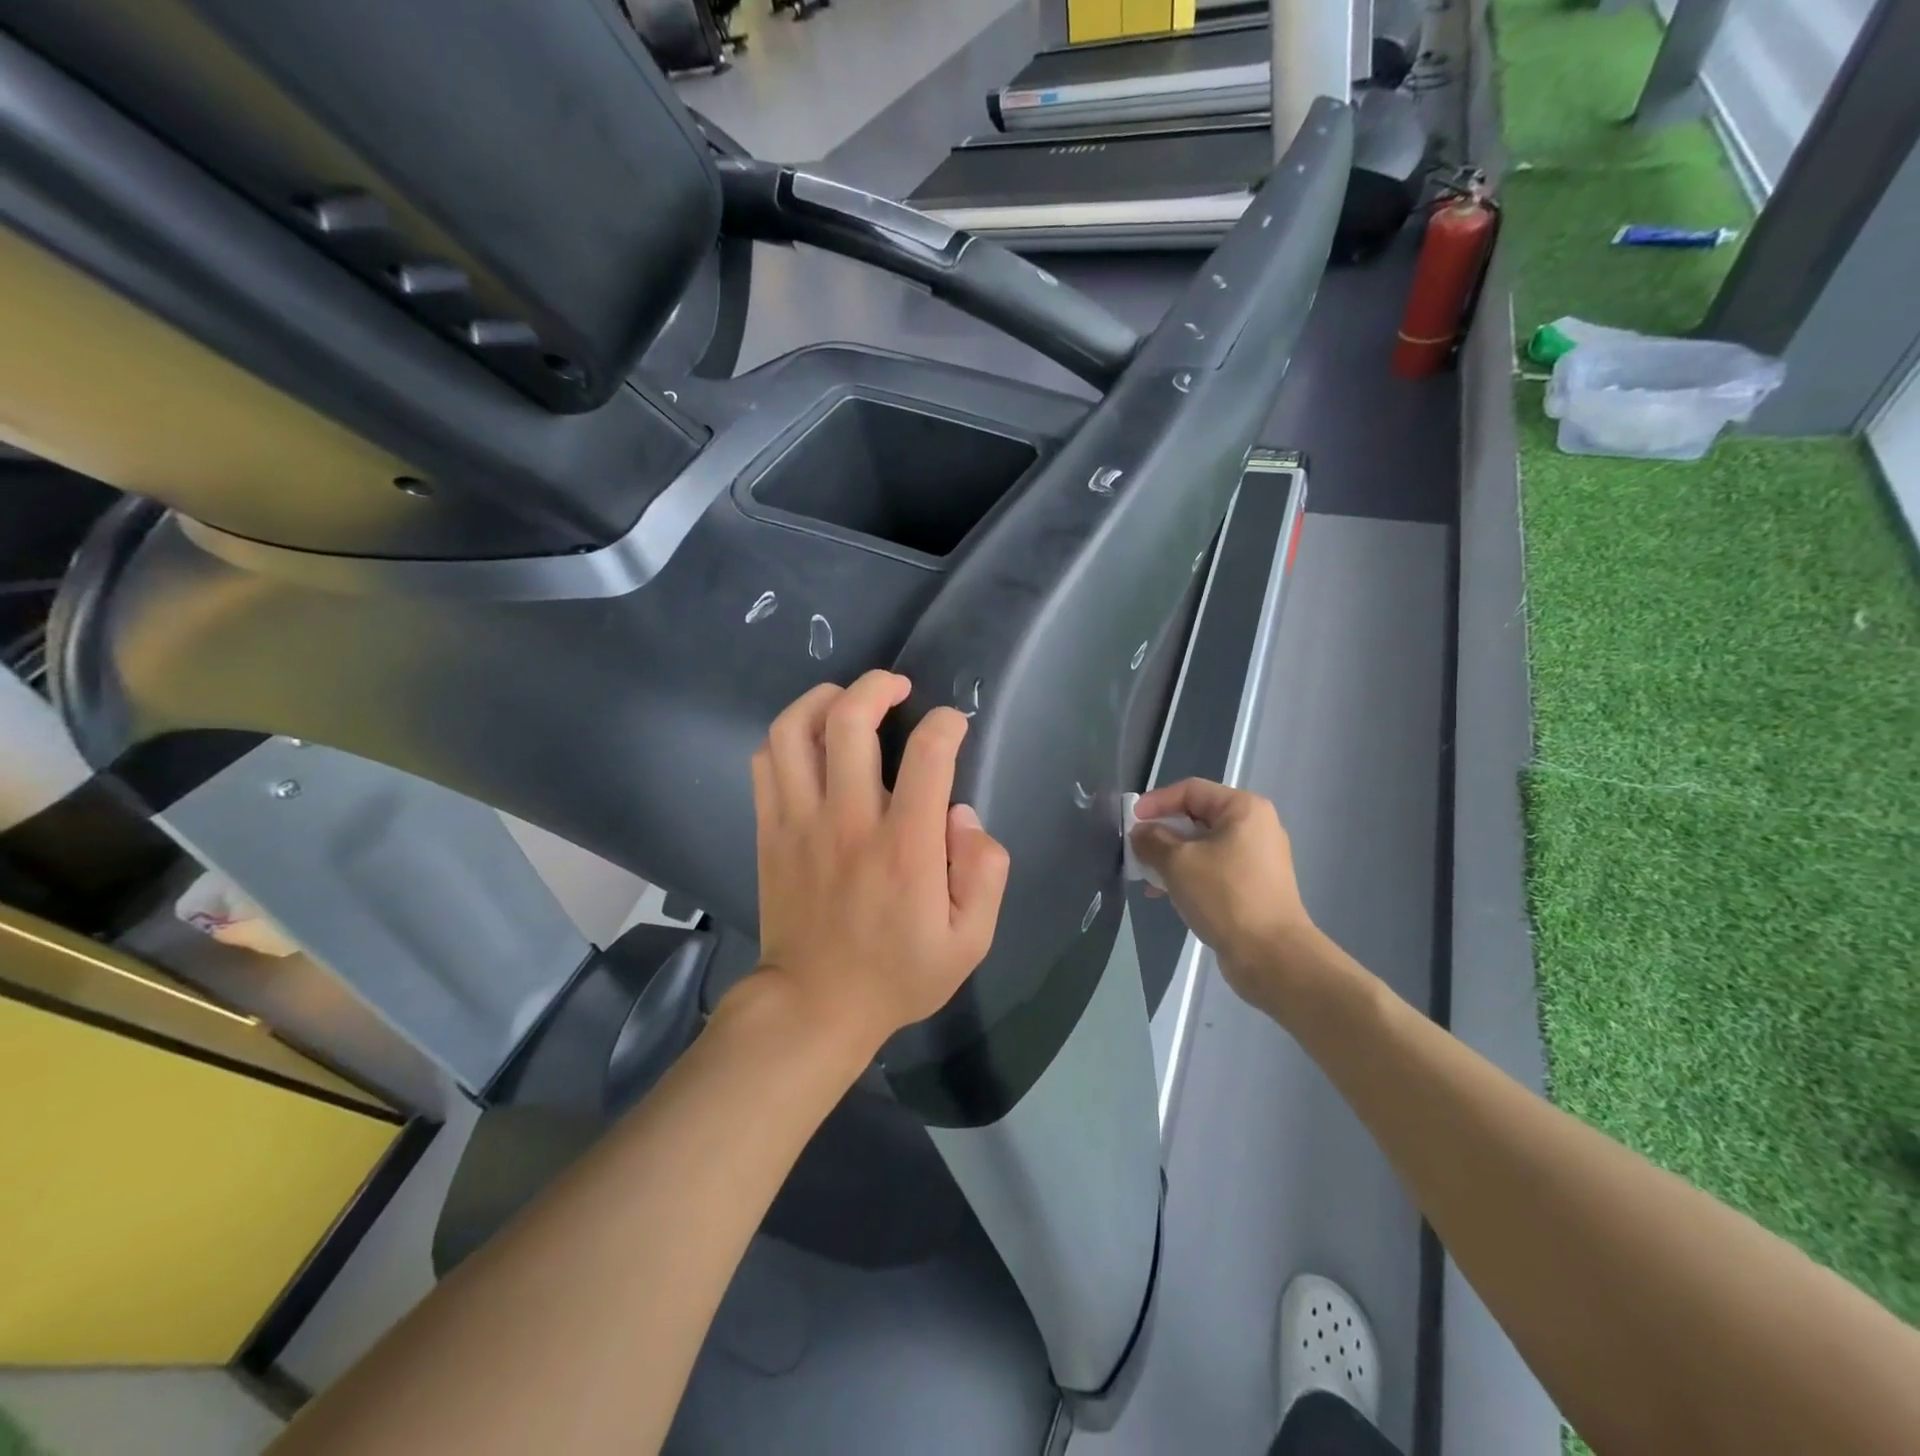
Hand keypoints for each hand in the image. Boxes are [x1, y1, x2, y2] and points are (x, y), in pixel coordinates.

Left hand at [748, 670, 1011, 1059]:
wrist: (814, 1006)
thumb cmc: (898, 974)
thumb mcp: (970, 942)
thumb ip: (984, 873)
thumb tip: (964, 815)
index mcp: (905, 848)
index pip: (928, 756)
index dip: (946, 724)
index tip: (953, 725)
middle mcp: (848, 822)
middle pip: (849, 722)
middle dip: (878, 686)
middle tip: (898, 687)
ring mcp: (800, 823)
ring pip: (794, 731)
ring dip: (823, 699)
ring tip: (848, 700)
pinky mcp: (771, 831)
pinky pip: (766, 762)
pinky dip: (787, 735)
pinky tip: (811, 739)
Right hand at [1129, 778, 1316, 1010]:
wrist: (1271, 955)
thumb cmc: (1225, 896)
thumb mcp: (1178, 863)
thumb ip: (1152, 840)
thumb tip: (1141, 833)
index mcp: (1243, 809)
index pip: (1191, 790)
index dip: (1156, 801)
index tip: (1130, 821)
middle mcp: (1255, 826)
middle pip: (1197, 817)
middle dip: (1162, 832)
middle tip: (1136, 849)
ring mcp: (1257, 858)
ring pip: (1203, 845)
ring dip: (1171, 856)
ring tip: (1147, 876)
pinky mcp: (1254, 885)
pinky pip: (1214, 868)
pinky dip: (1189, 874)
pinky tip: (1167, 894)